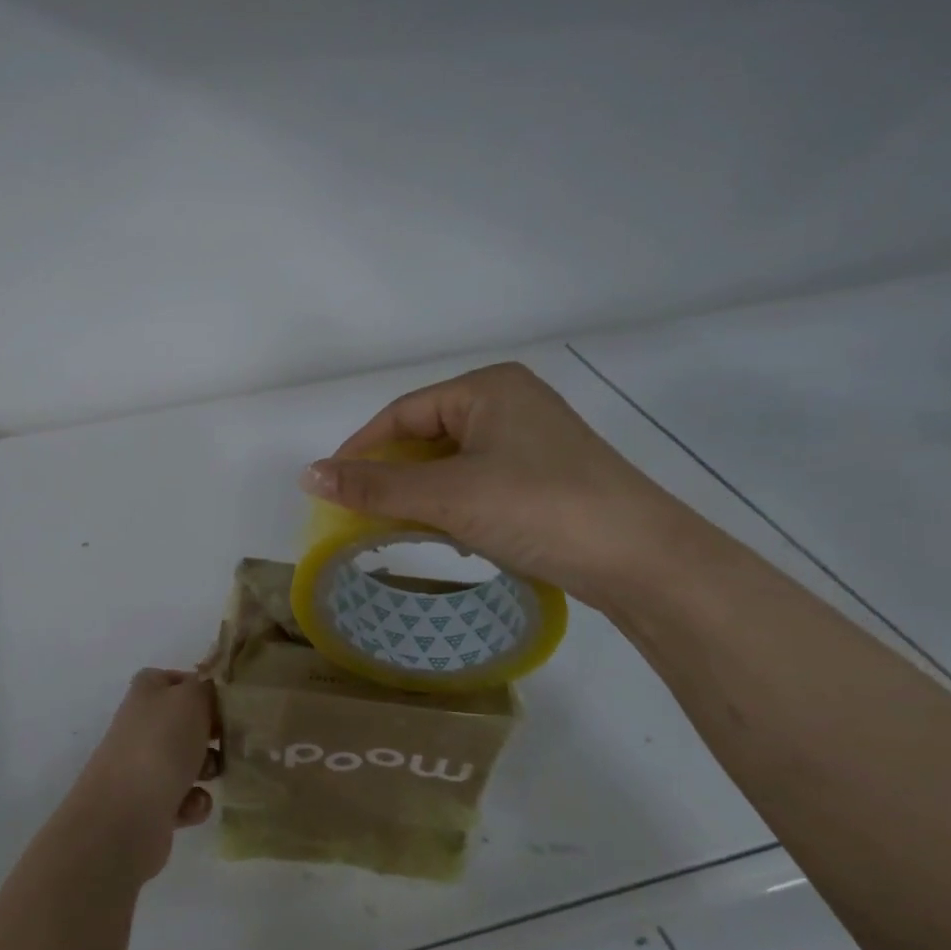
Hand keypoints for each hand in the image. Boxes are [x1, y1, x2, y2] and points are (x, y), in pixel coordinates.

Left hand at [66, 670, 219, 882]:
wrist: (126, 815)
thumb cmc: (161, 744)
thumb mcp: (191, 699)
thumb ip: (206, 688)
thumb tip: (210, 692)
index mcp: (147, 692)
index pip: (178, 680)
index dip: (204, 688)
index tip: (229, 703)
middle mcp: (142, 725)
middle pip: (186, 722)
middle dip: (213, 733)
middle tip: (234, 739)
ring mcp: (143, 766)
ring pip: (188, 761)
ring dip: (208, 768)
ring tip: (214, 775)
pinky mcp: (149, 805)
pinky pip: (184, 798)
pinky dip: (193, 802)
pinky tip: (192, 806)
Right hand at [300, 362, 695, 608]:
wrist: (643, 561)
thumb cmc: (538, 508)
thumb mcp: (448, 497)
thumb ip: (375, 487)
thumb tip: (307, 475)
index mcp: (487, 388)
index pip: (402, 414)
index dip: (360, 449)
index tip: (330, 487)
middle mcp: (510, 403)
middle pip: (426, 437)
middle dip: (393, 477)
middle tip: (361, 513)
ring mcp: (531, 440)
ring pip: (451, 463)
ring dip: (421, 495)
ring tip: (400, 528)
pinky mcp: (545, 476)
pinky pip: (478, 481)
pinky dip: (454, 505)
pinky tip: (451, 535)